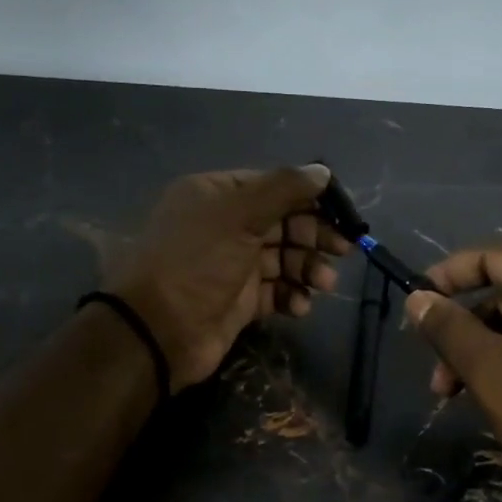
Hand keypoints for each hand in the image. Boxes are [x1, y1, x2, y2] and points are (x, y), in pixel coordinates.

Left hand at [107, 165, 349, 390]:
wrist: (158, 331)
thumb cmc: (197, 262)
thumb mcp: (239, 215)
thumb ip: (283, 189)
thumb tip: (323, 171)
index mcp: (216, 196)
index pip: (273, 187)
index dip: (309, 197)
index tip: (343, 212)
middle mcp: (224, 226)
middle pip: (282, 223)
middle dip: (314, 235)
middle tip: (343, 249)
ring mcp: (232, 265)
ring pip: (282, 259)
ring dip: (307, 268)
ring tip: (324, 283)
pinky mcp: (239, 301)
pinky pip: (275, 291)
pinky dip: (291, 296)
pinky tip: (300, 306)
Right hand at [405, 248, 501, 501]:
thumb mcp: (489, 370)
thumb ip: (448, 328)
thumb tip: (417, 298)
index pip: (494, 255)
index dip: (449, 276)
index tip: (416, 303)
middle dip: (465, 330)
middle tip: (438, 375)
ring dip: (488, 352)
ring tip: (460, 396)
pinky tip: (501, 399)